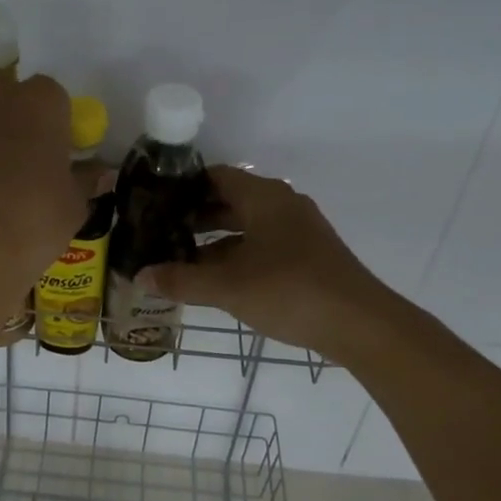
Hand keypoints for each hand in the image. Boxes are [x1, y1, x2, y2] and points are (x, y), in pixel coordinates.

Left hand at [0, 71, 79, 327]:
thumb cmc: (33, 221)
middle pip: (6, 89)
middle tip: (33, 151)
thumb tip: (96, 173)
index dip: (60, 120)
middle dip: (18, 110)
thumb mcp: (74, 205)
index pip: (53, 94)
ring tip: (5, 182)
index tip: (64, 149)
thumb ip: (85, 181)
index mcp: (38, 103)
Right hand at [141, 165, 396, 357]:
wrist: (360, 324)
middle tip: (161, 234)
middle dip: (195, 217)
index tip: (155, 203)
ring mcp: (299, 231)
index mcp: (264, 197)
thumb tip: (140, 276)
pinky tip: (217, 280)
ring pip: (247, 227)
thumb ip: (181, 280)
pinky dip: (238, 256)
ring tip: (180, 259)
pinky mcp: (308, 256)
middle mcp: (282, 205)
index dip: (184, 187)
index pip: (216, 176)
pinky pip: (263, 245)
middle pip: (230, 201)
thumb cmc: (289, 291)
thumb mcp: (227, 287)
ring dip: (215, 241)